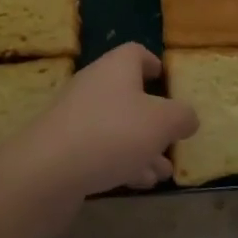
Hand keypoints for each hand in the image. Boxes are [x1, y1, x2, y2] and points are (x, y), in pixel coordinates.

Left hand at [2, 43, 198, 204]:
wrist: (48, 171)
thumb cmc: (111, 133)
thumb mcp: (161, 123)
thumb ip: (181, 116)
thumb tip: (188, 115)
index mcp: (116, 68)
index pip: (135, 53)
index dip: (153, 63)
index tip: (167, 79)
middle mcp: (94, 85)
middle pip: (128, 93)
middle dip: (153, 117)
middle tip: (172, 138)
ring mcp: (77, 116)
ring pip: (118, 126)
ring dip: (142, 146)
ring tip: (163, 172)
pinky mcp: (66, 147)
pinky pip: (102, 148)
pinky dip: (123, 162)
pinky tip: (139, 183)